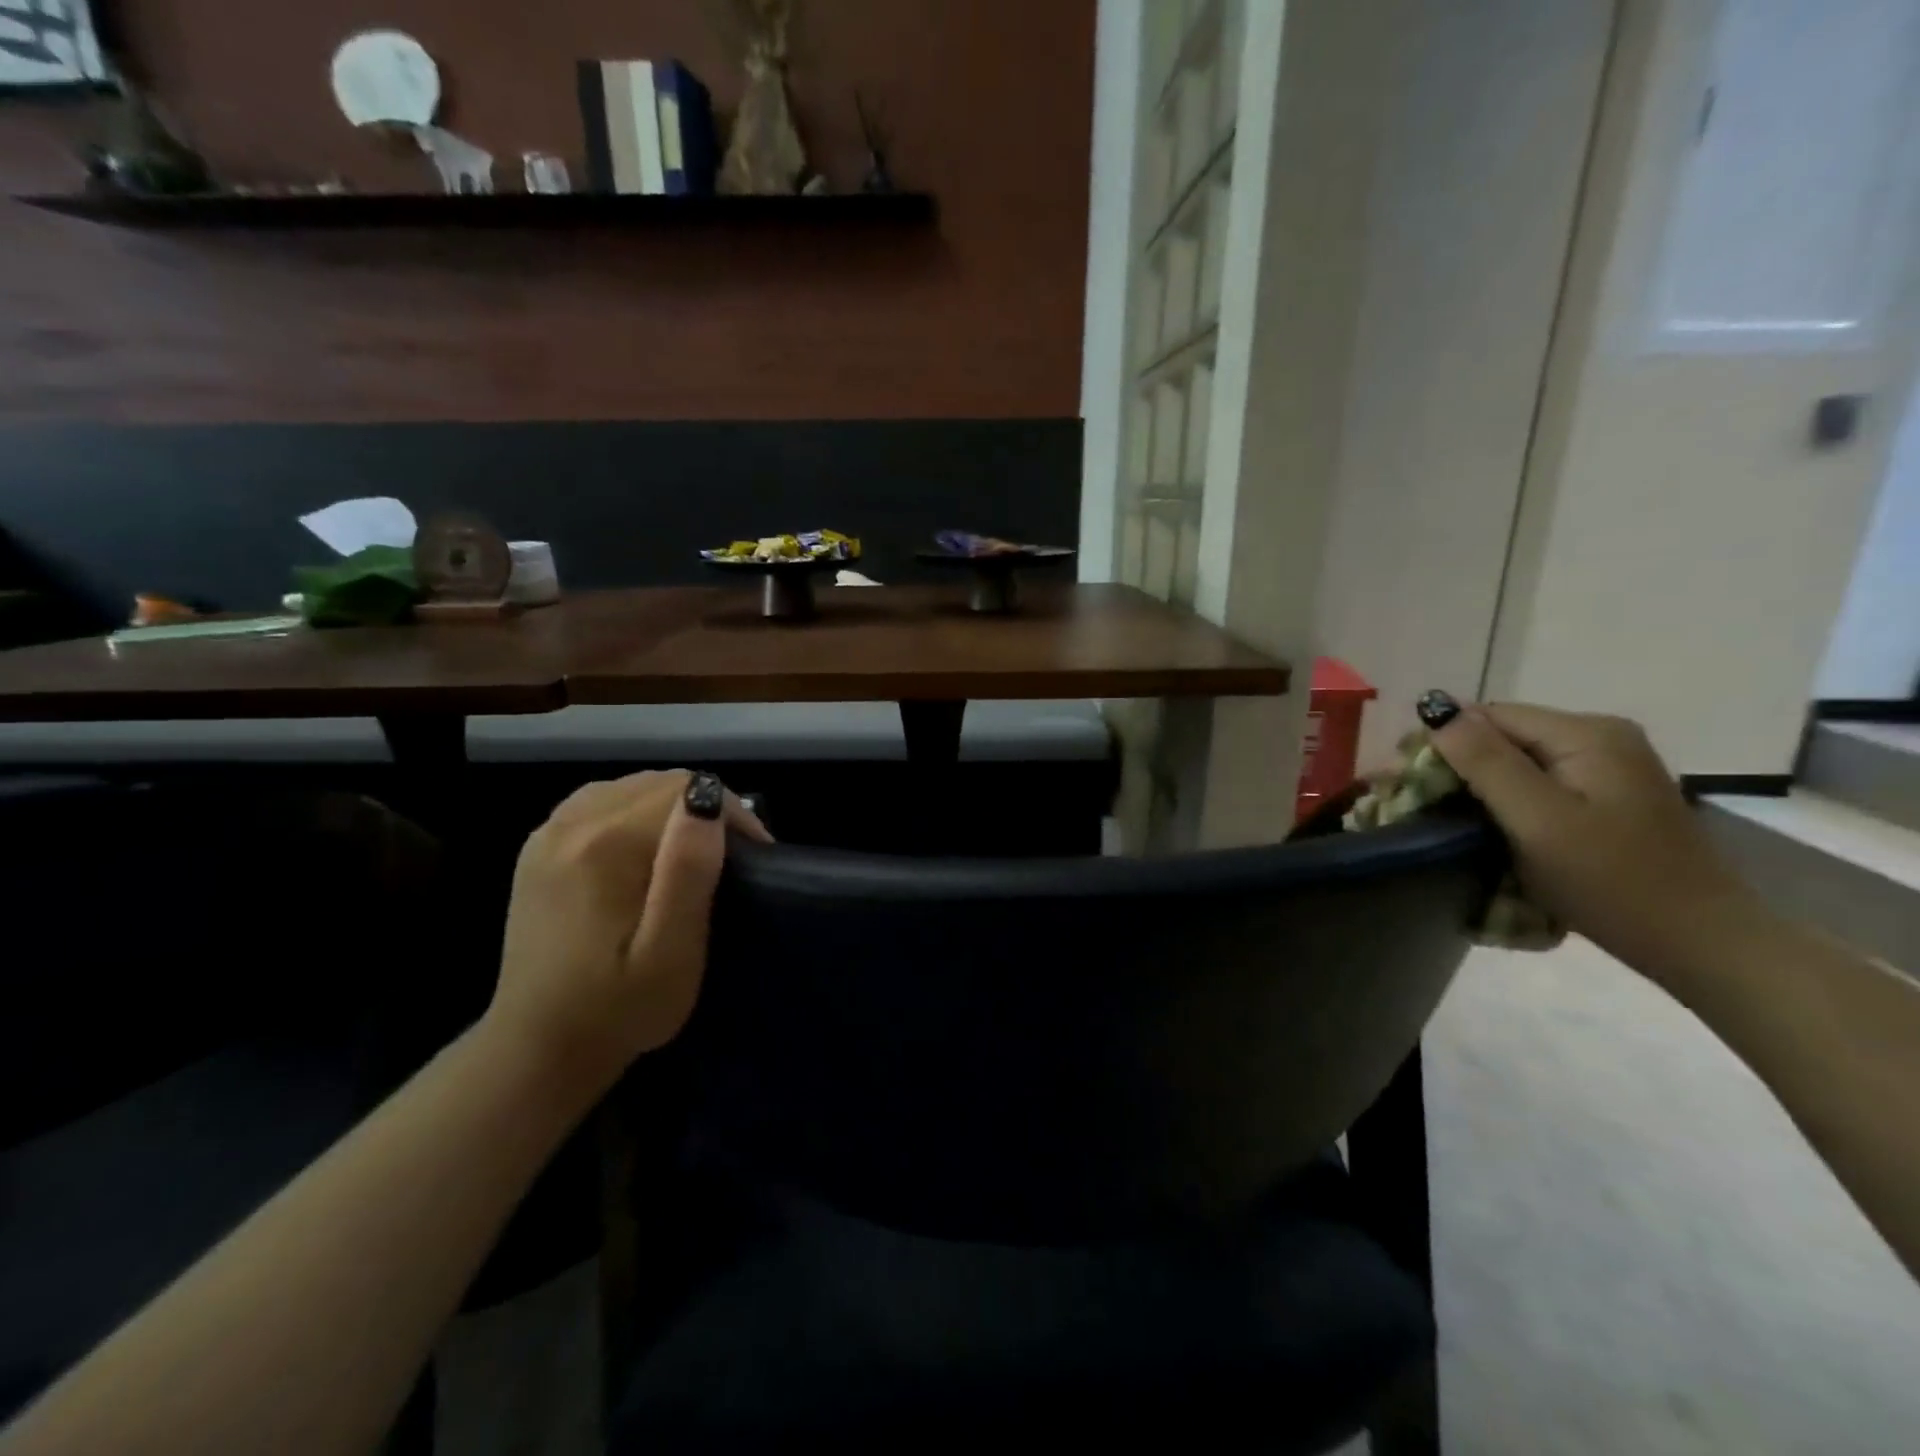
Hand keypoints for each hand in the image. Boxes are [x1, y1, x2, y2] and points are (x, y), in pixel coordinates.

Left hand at [484, 770, 770, 1090]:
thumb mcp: (670, 953)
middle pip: (659, 781)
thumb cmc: (619, 1008)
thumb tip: (706, 799)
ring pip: (631, 785)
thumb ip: (689, 871)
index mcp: (607, 845)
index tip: (755, 855)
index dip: (733, 812)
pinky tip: (644, 842)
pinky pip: (599, 799)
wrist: (538, 1049)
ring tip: (692, 849)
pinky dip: (634, 809)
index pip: (688, 789)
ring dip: (672, 806)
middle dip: (706, 806)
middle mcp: (572, 823)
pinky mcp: (538, 848)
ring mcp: (549, 832)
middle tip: (731, 855)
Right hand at [1428, 702, 1758, 983]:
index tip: (1399, 780)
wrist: (1702, 944)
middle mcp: (1600, 738)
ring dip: (1474, 784)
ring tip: (1437, 816)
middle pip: (1502, 735)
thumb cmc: (1612, 881)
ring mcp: (1609, 768)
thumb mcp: (1538, 820)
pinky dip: (1503, 799)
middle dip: (1452, 764)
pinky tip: (1484, 824)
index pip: (1489, 716)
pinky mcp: (1608, 798)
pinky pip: (1538, 783)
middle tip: (1410, 802)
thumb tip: (1436, 709)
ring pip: (1517, 761)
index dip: (1439, 741)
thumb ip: (1486, 761)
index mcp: (1586, 734)